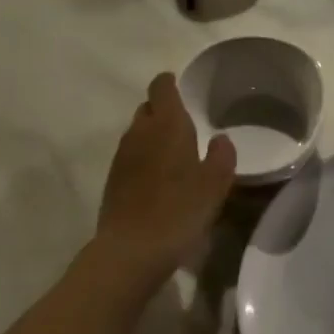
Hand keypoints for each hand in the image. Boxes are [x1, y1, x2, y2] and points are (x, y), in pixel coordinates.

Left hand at [94, 73, 235, 279]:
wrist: (132, 250)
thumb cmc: (180, 210)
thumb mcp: (216, 183)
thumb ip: (221, 156)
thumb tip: (219, 140)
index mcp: (166, 125)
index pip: (161, 88)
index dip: (169, 83)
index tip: (180, 86)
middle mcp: (139, 133)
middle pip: (147, 108)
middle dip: (162, 109)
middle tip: (184, 123)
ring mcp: (121, 157)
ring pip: (137, 132)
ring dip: (152, 135)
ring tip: (173, 152)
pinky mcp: (112, 180)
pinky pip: (130, 156)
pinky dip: (143, 158)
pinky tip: (158, 178)